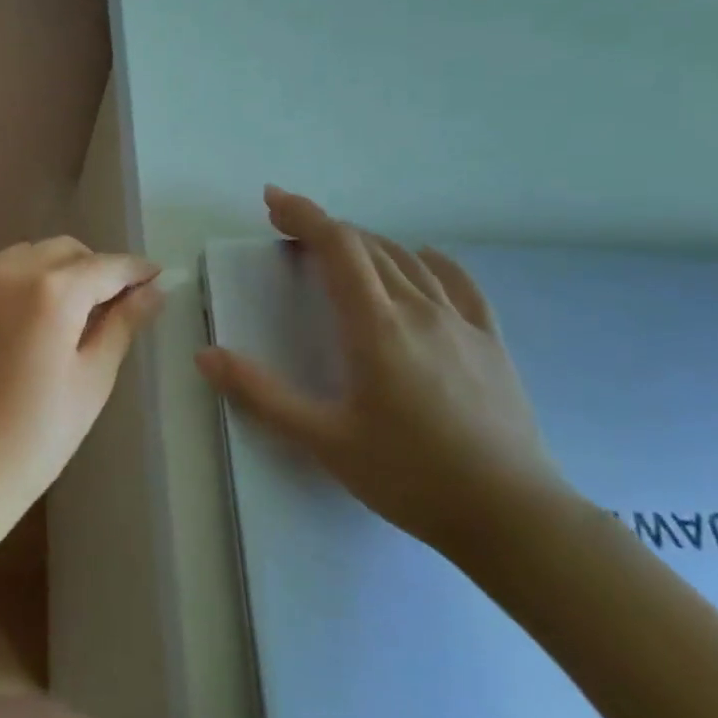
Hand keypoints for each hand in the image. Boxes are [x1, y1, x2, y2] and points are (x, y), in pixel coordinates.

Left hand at [0, 238, 164, 552]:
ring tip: (65, 311)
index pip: (103, 266)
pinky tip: (17, 333)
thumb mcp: (92, 380)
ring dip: (49, 272)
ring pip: (18, 259)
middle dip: (90, 266)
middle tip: (111, 299)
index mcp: (50, 291)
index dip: (134, 269)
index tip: (154, 276)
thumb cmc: (38, 435)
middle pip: (59, 250)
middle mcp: (5, 277)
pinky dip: (11, 295)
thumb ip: (122, 325)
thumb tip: (152, 292)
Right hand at [195, 186, 572, 557]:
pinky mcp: (489, 341)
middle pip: (368, 246)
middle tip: (287, 229)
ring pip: (407, 260)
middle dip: (324, 228)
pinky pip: (457, 283)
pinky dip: (429, 261)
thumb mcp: (323, 440)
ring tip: (339, 248)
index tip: (272, 200)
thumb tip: (205, 356)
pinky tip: (422, 259)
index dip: (303, 215)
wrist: (512, 516)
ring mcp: (460, 322)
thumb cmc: (409, 476)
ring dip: (366, 243)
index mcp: (375, 326)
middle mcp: (418, 309)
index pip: (336, 246)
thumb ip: (261, 394)